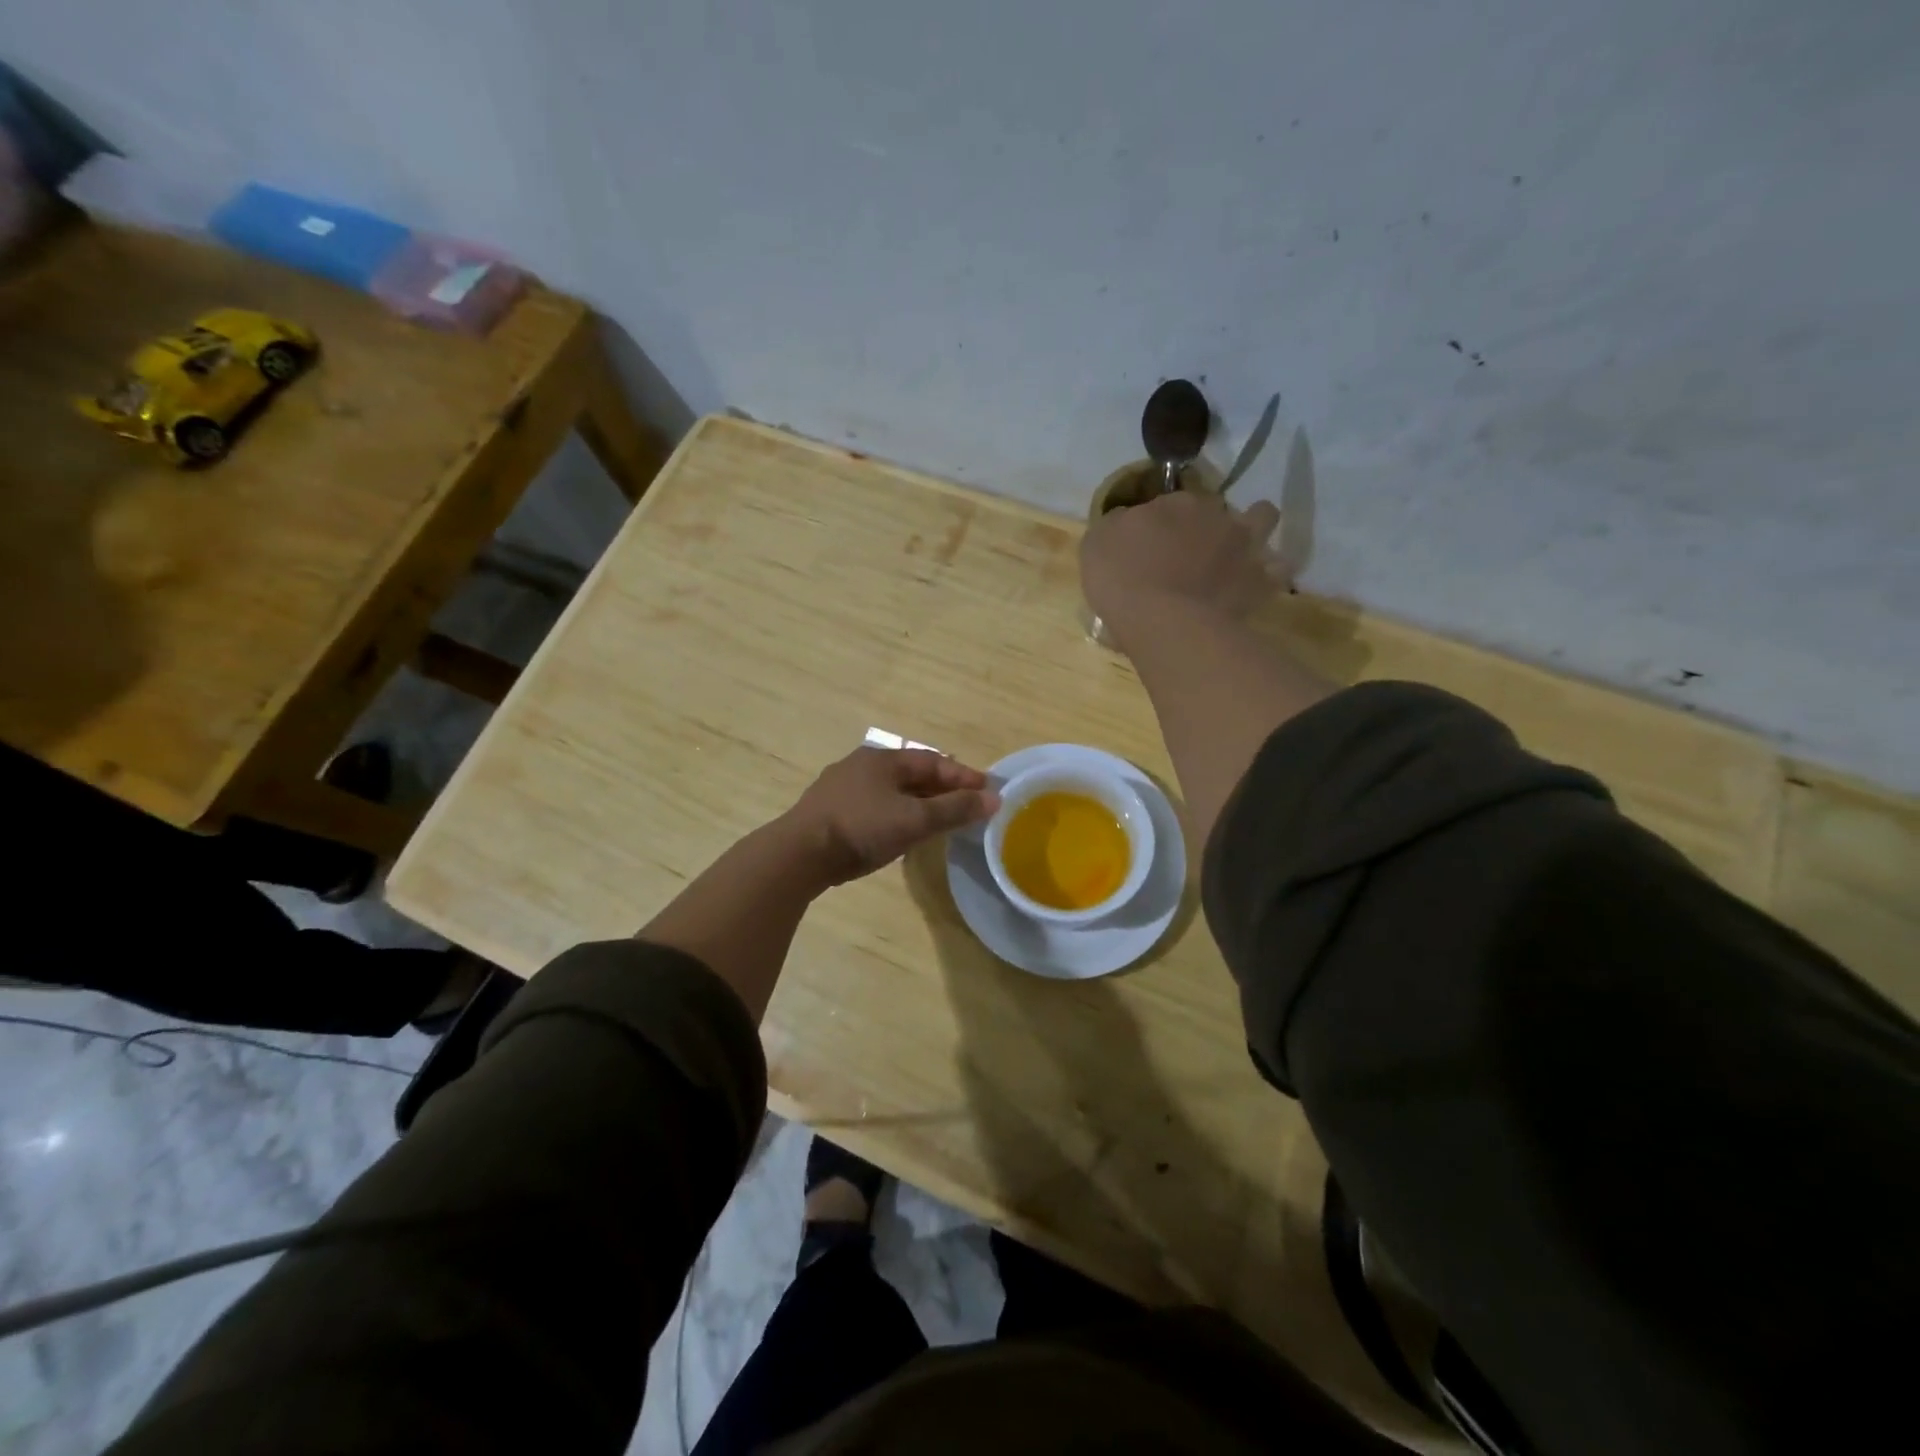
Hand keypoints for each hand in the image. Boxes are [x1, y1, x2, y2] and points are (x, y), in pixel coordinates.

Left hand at [781, 747, 999, 886]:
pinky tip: (903, 830)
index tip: (989, 791)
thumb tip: (994, 799)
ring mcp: (843, 788)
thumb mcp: (914, 819)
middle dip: (943, 788)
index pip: (934, 761)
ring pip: (893, 790)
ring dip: (920, 802)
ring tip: (941, 819)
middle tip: (968, 805)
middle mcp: (863, 765)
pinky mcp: (831, 811)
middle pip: (913, 773)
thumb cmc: (861, 828)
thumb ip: (954, 809)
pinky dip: (898, 814)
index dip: (964, 776)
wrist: (799, 854)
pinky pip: (876, 806)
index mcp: (883, 758)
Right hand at [1080, 490, 1282, 650]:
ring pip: (1263, 518)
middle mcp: (1214, 515)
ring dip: (1253, 529)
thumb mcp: (1097, 544)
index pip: (1171, 501)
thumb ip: (1116, 525)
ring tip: (1237, 552)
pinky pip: (1277, 570)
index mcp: (1174, 503)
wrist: (1163, 620)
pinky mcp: (1260, 580)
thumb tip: (1127, 521)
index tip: (1150, 543)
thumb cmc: (1122, 580)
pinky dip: (1268, 574)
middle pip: (1217, 507)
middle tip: (1190, 550)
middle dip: (1207, 522)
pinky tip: (1254, 585)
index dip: (1161, 521)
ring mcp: (1242, 545)